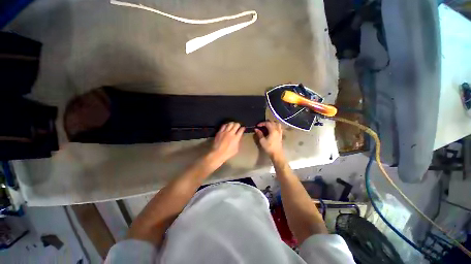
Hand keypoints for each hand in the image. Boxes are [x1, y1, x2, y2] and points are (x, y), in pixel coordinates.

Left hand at [207, 122, 244, 167]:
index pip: (241, 130)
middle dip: (238, 124)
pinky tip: (227, 125)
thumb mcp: (236, 149)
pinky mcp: (220, 132)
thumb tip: (238, 138)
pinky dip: (226, 125)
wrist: (218, 153)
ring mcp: (225, 132)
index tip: (243, 128)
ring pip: (230, 124)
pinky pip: (223, 126)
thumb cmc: (228, 153)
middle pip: (236, 125)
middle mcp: (231, 133)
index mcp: (236, 138)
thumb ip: (238, 142)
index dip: (243, 128)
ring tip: (233, 124)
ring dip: (232, 123)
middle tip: (238, 125)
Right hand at [255, 121, 283, 158]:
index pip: (267, 123)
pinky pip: (279, 127)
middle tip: (261, 125)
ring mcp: (280, 132)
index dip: (262, 123)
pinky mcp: (281, 135)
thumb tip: (256, 129)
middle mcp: (277, 130)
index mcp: (273, 130)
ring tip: (267, 126)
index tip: (257, 125)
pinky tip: (272, 129)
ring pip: (277, 124)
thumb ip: (259, 134)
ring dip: (272, 123)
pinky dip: (275, 126)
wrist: (277, 154)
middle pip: (273, 122)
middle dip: (266, 122)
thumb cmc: (269, 147)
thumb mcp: (262, 141)